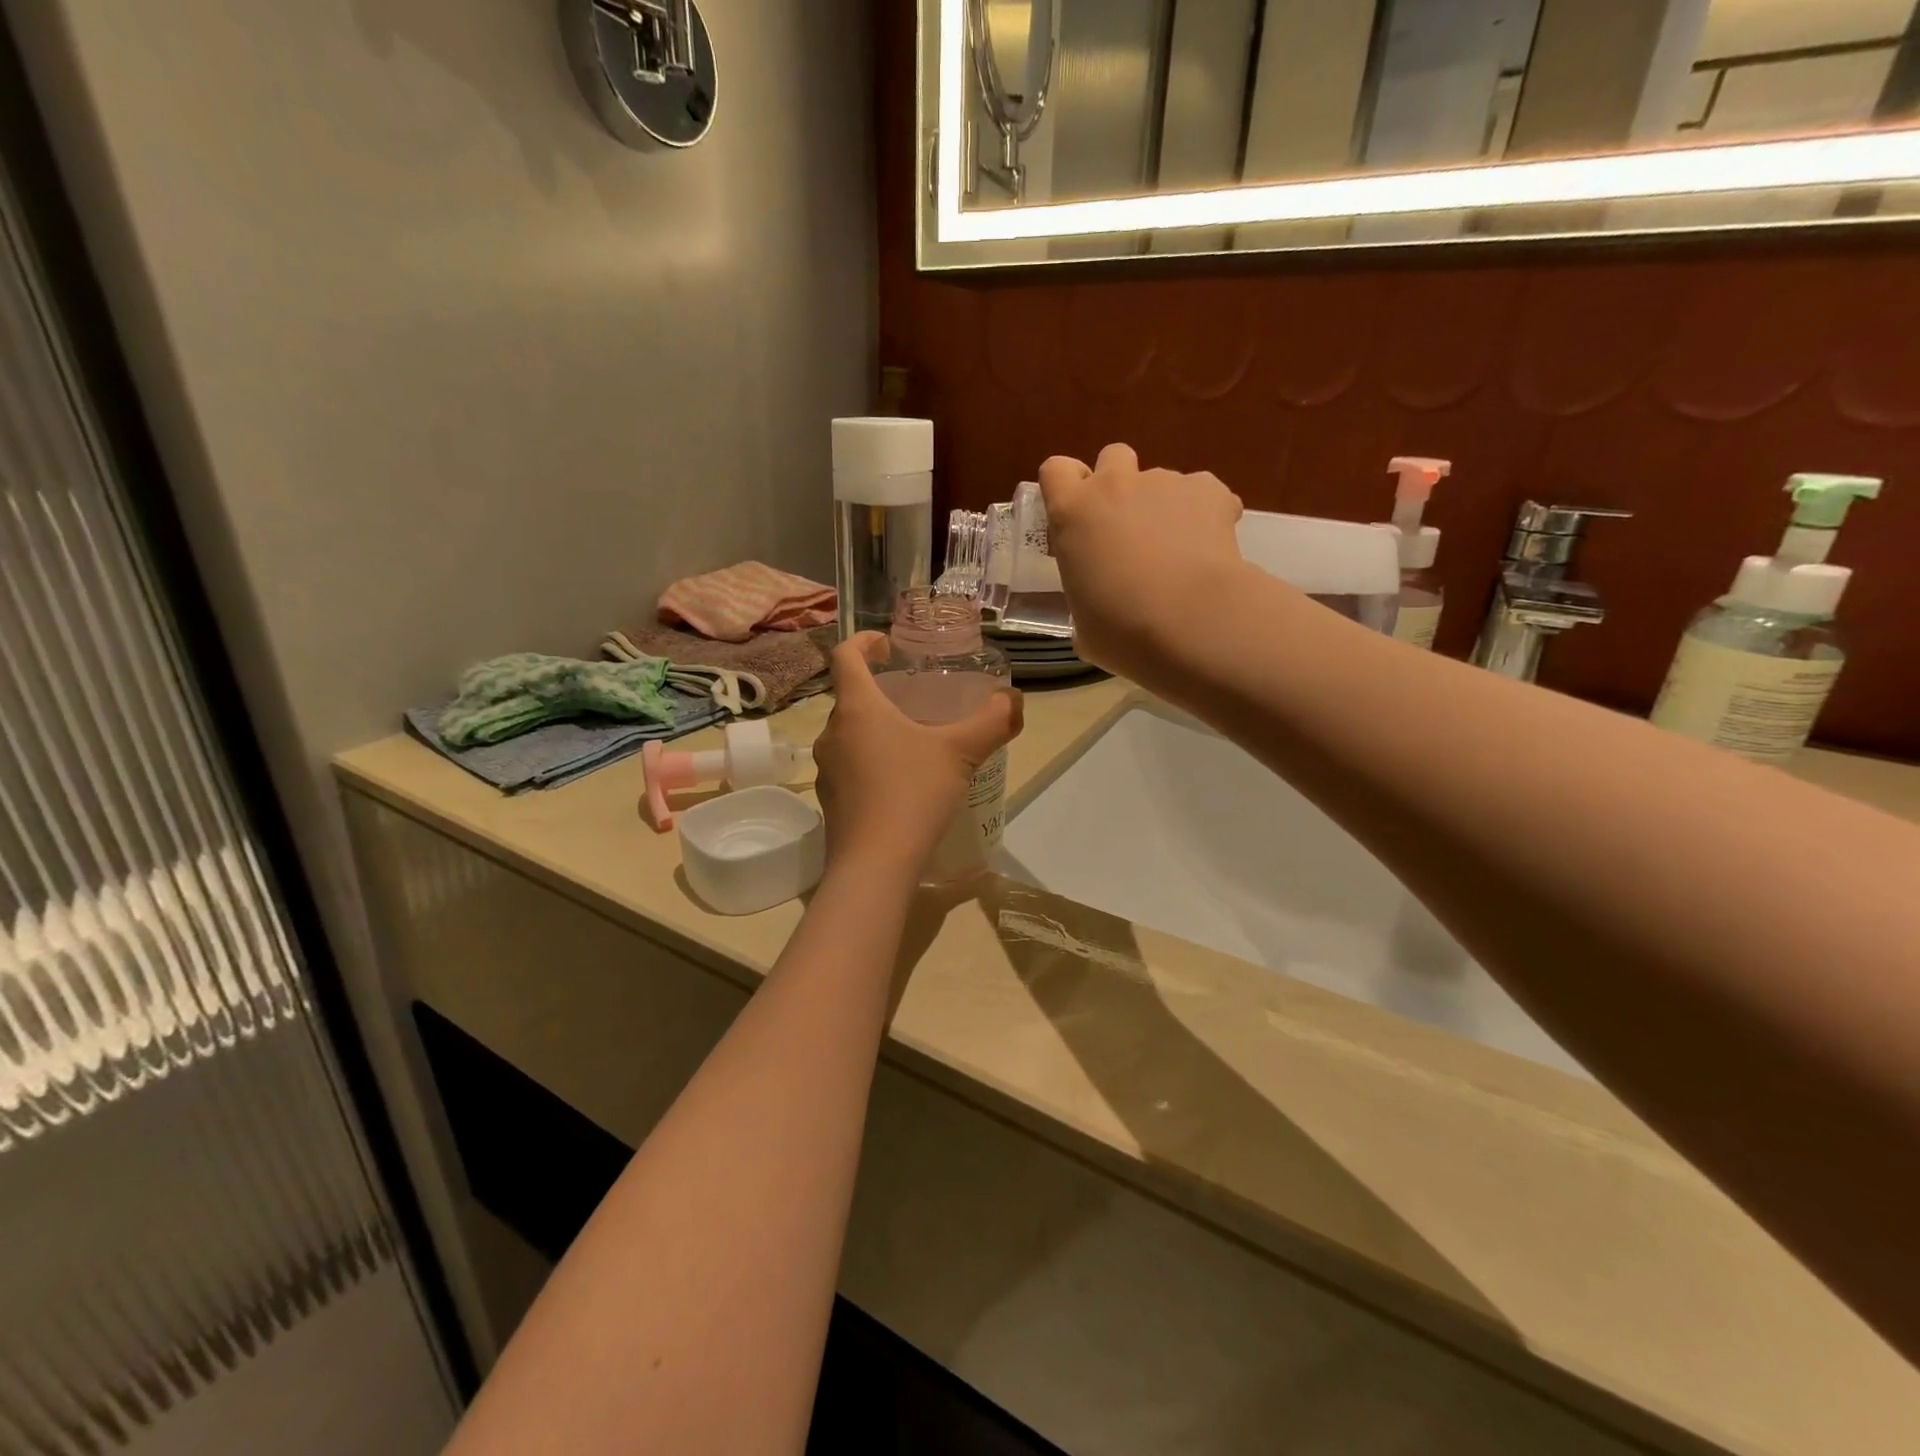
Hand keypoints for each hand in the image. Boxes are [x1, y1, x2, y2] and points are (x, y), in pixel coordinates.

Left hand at [813, 634, 1022, 880]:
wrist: (875, 865)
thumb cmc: (913, 794)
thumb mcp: (961, 753)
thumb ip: (992, 721)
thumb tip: (1013, 699)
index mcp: (857, 708)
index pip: (845, 656)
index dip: (864, 642)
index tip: (888, 646)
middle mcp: (832, 733)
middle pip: (851, 697)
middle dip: (881, 692)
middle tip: (916, 699)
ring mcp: (827, 769)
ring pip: (850, 735)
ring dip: (876, 729)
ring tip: (913, 741)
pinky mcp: (830, 801)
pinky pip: (850, 767)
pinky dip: (872, 762)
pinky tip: (902, 783)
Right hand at [1038, 443, 1244, 684]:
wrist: (1189, 621)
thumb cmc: (1121, 630)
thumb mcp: (1084, 625)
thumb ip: (1085, 602)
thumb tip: (1097, 615)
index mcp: (1072, 514)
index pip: (1055, 471)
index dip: (1066, 488)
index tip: (1076, 516)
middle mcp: (1114, 486)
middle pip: (1112, 456)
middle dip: (1118, 483)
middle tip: (1126, 528)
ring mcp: (1164, 482)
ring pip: (1160, 479)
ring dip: (1163, 506)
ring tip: (1177, 552)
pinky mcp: (1209, 490)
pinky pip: (1203, 493)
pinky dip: (1205, 514)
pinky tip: (1209, 549)